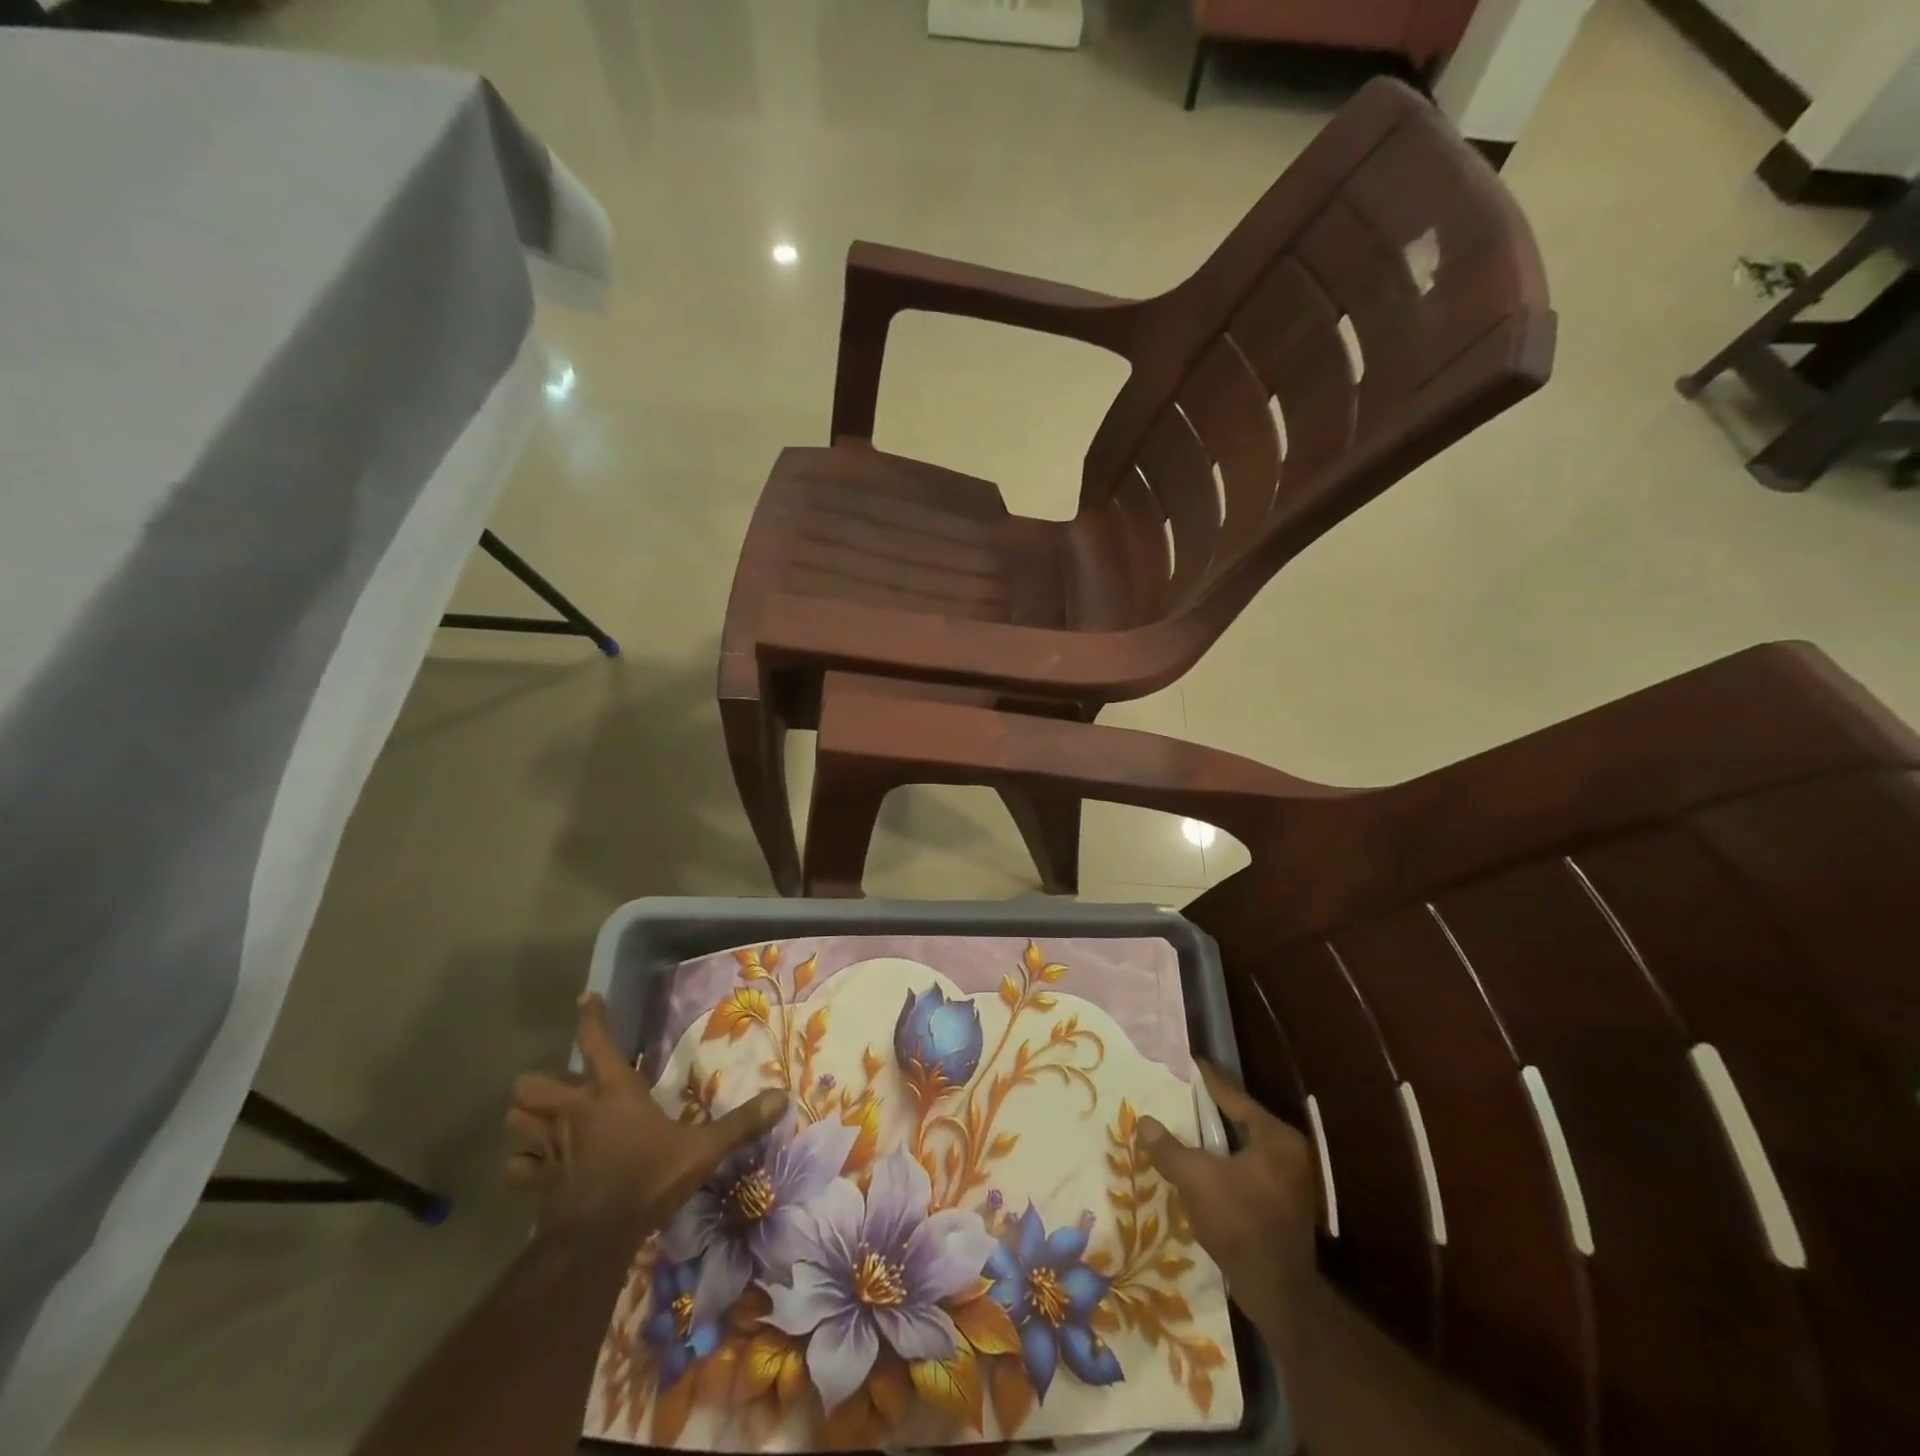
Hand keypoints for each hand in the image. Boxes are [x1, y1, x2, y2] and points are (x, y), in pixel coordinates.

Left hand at [506, 994, 786, 1244]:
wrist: (597, 1240)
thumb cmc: (648, 1180)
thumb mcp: (703, 1149)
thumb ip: (740, 1123)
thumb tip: (783, 1097)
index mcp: (613, 1093)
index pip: (596, 1042)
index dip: (591, 1017)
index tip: (586, 998)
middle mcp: (575, 1112)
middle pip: (533, 1084)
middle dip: (540, 1085)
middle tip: (559, 1091)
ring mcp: (550, 1148)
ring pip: (516, 1122)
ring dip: (526, 1121)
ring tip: (541, 1124)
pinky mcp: (536, 1183)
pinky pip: (516, 1168)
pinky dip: (522, 1166)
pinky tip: (535, 1169)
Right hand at [1138, 1061, 1319, 1327]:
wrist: (1277, 1293)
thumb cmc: (1239, 1223)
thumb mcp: (1196, 1179)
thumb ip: (1169, 1148)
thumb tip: (1144, 1122)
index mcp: (1276, 1137)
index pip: (1235, 1097)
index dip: (1207, 1081)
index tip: (1187, 1064)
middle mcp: (1290, 1153)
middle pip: (1240, 1121)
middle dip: (1208, 1112)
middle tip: (1179, 1097)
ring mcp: (1291, 1181)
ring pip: (1243, 1148)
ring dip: (1215, 1142)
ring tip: (1183, 1129)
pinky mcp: (1284, 1205)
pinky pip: (1248, 1170)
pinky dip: (1225, 1164)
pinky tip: (1200, 1166)